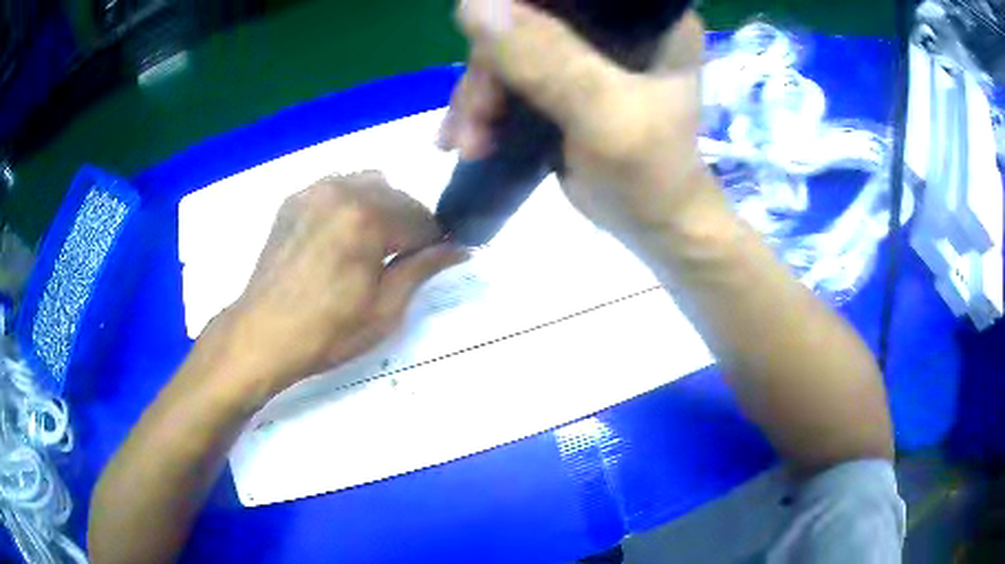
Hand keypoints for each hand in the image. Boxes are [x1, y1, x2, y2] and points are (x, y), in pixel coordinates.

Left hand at [199, 172, 467, 404]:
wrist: (263, 335)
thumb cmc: (327, 331)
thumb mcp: (385, 308)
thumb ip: (422, 269)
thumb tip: (460, 249)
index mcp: (367, 218)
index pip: (421, 219)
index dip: (434, 242)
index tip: (434, 260)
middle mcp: (341, 191)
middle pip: (396, 196)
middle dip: (408, 224)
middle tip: (403, 258)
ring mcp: (313, 192)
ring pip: (367, 184)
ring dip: (381, 209)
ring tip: (372, 245)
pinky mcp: (294, 200)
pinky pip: (336, 187)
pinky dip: (351, 204)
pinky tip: (343, 236)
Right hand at [438, 1, 714, 240]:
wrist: (653, 225)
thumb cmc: (649, 172)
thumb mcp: (603, 112)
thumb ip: (546, 58)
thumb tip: (472, 2)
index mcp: (646, 19)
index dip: (518, 6)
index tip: (486, 46)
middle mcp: (616, 27)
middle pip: (530, 18)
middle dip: (489, 68)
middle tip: (474, 119)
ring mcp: (587, 53)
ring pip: (510, 49)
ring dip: (479, 95)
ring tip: (467, 142)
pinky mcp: (564, 80)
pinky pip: (509, 76)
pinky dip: (483, 106)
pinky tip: (467, 139)